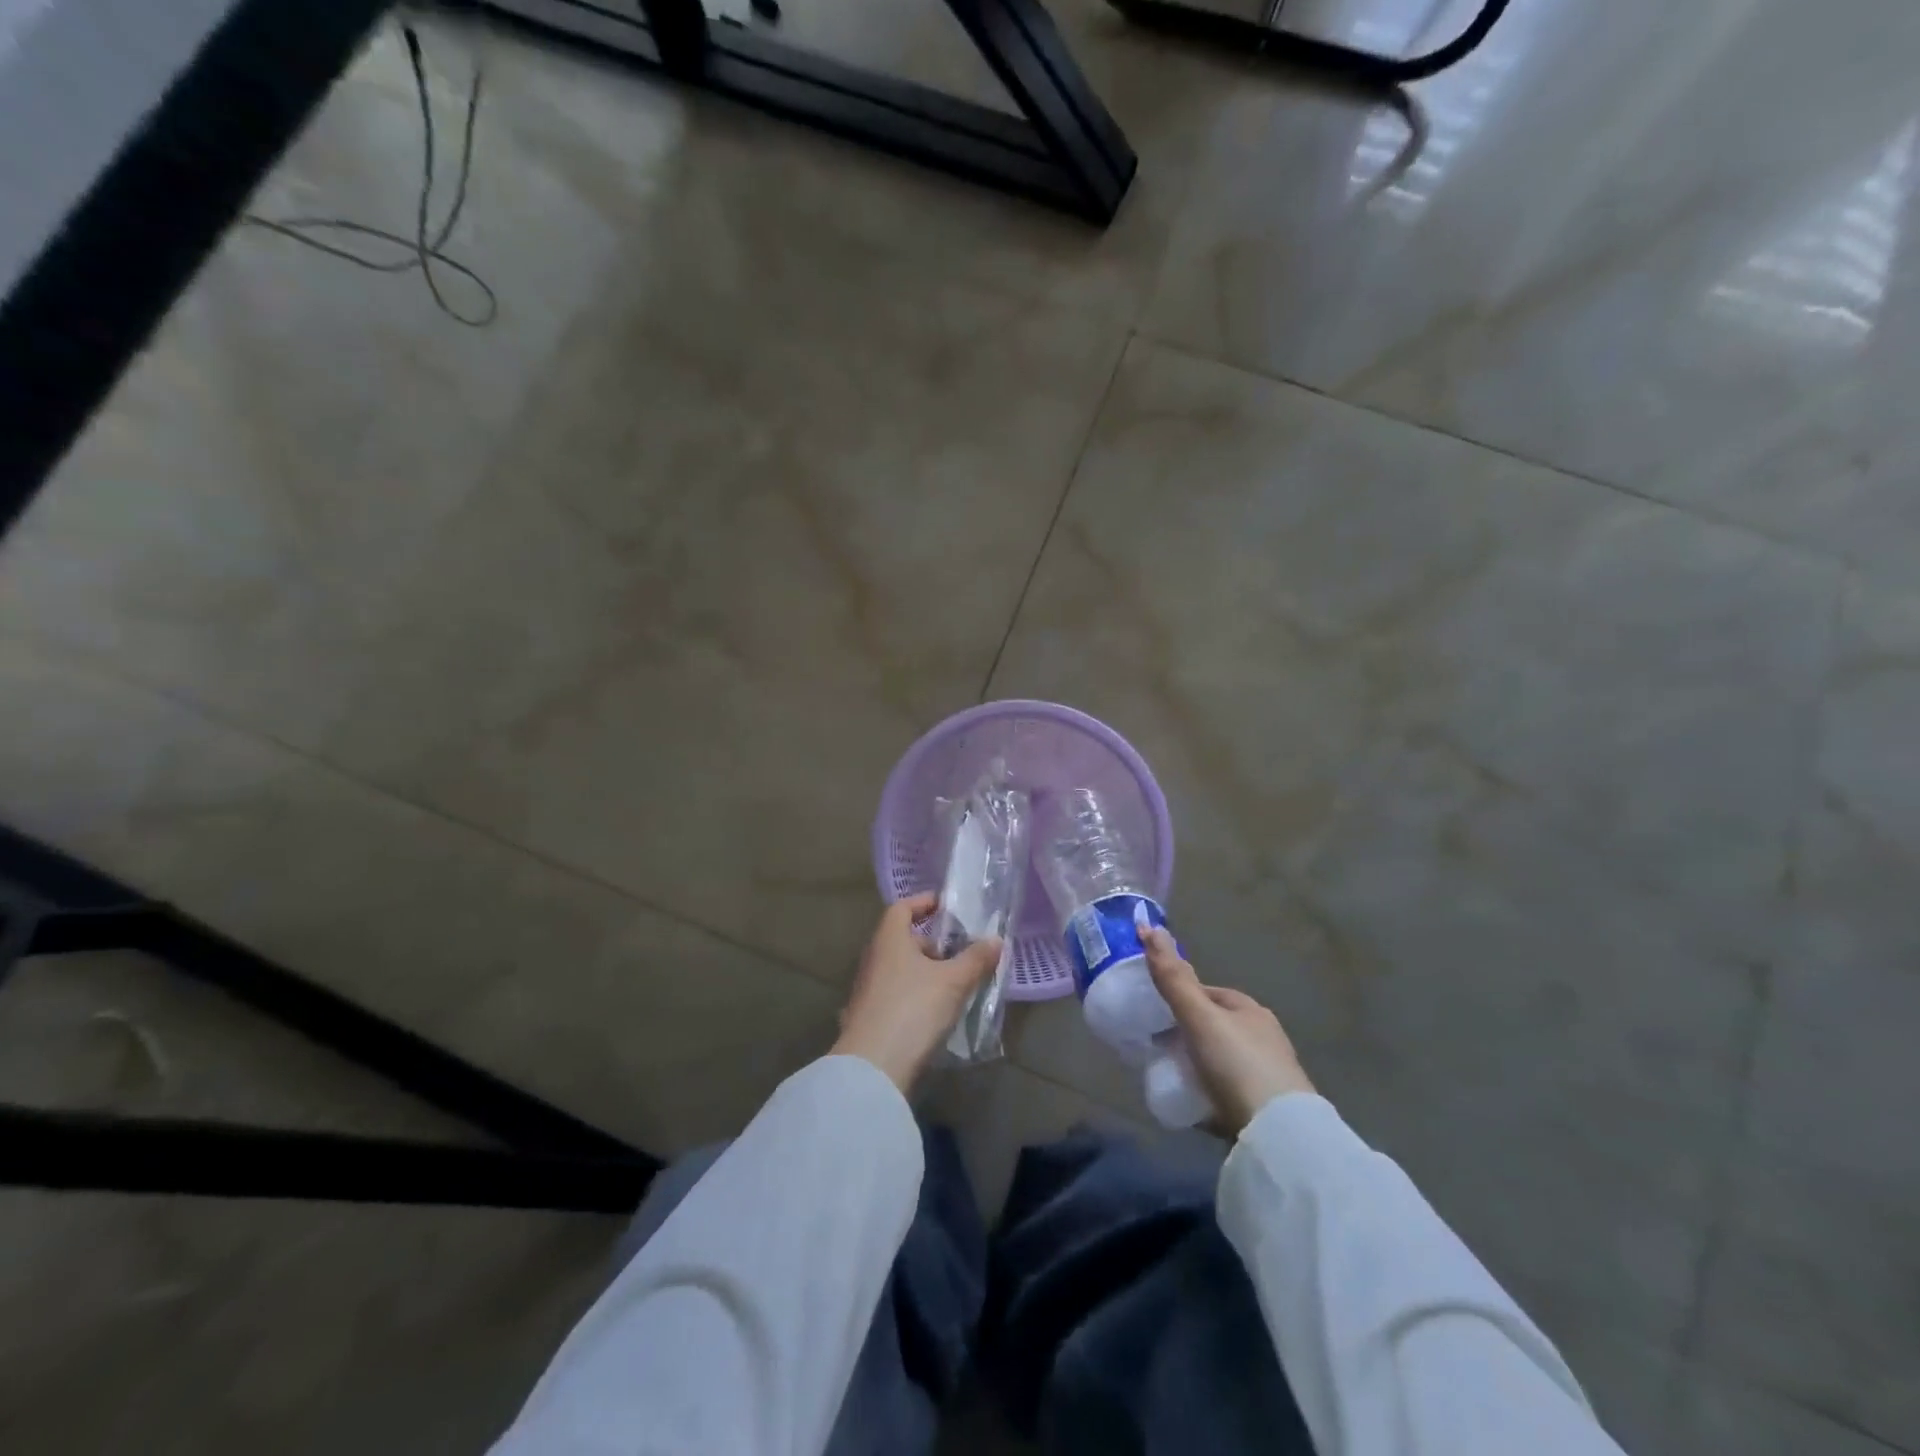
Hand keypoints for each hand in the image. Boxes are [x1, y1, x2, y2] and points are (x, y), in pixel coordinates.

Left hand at [832, 893, 1002, 1092]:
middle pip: (902, 940)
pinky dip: (915, 995)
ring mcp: (867, 990)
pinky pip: (896, 994)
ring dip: (925, 972)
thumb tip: (996, 940)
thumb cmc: (913, 1008)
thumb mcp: (953, 982)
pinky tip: (935, 1013)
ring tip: (954, 985)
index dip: (923, 903)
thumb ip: (975, 959)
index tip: (946, 907)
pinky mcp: (868, 1017)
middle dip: (931, 944)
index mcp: (889, 939)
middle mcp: (873, 958)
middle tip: (959, 954)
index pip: (902, 908)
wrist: (873, 1067)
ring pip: (900, 969)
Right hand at [1143, 925, 1313, 1136]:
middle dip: (1186, 1034)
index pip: (1207, 993)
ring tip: (1169, 1077)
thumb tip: (1149, 926)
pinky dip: (1208, 1093)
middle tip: (1155, 1048)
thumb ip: (1173, 978)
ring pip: (1219, 1060)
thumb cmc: (1238, 1065)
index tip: (1152, 1014)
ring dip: (1196, 1065)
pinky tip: (1192, 1104)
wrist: (1279, 1136)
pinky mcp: (1265, 1109)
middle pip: (1213, 1027)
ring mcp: (1267, 1074)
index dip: (1179, 998)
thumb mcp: (1199, 1018)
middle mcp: (1263, 1037)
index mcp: (1249, 1010)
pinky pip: (1227, 1092)